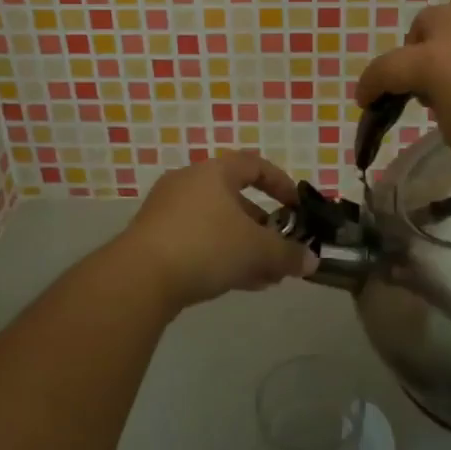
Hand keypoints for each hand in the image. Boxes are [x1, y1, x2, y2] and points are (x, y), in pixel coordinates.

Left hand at [119, 151, 316, 310]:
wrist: (139, 278)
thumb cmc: (205, 246)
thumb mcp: (256, 250)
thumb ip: (287, 254)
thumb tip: (312, 261)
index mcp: (214, 172)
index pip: (254, 165)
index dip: (280, 184)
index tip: (296, 207)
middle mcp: (188, 183)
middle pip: (234, 198)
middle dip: (262, 226)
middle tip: (280, 248)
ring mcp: (167, 211)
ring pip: (216, 224)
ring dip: (243, 246)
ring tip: (266, 275)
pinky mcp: (153, 239)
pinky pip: (197, 241)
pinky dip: (220, 255)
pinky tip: (238, 283)